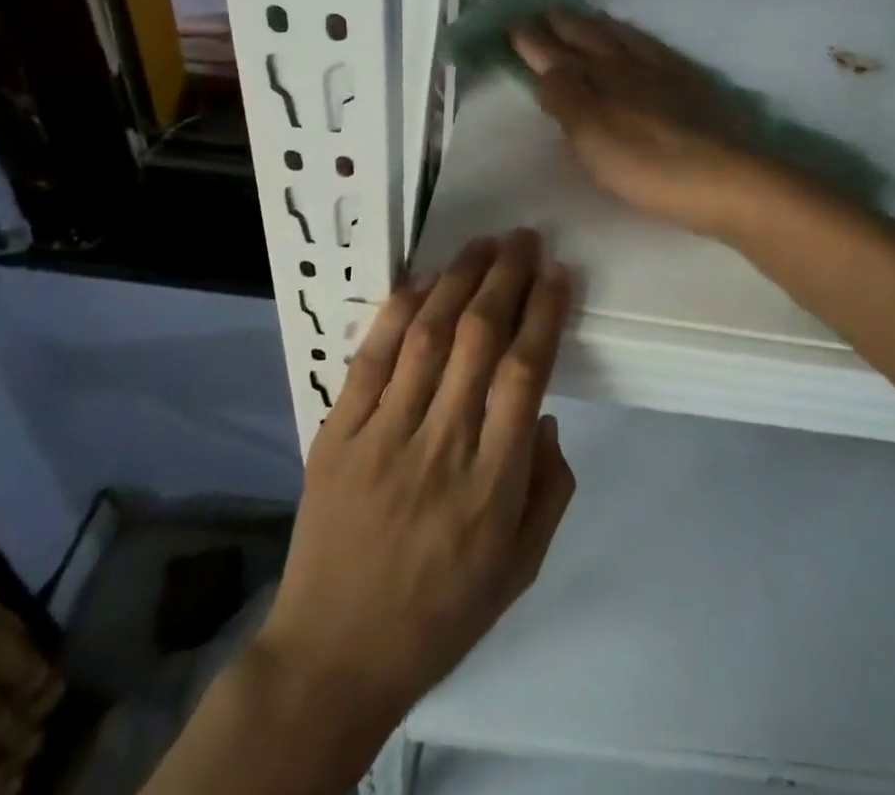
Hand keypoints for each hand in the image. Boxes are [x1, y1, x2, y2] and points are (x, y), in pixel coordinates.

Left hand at [252, 231, 576, 730]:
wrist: (335, 654)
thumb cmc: (441, 613)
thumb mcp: (520, 568)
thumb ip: (549, 488)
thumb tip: (544, 414)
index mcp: (492, 486)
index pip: (524, 374)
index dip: (544, 313)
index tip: (558, 273)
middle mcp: (441, 448)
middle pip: (479, 339)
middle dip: (506, 277)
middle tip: (525, 239)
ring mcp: (383, 437)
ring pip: (427, 336)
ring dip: (458, 279)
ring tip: (483, 243)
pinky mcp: (337, 434)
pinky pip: (370, 360)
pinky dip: (398, 313)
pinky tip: (423, 281)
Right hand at [510, 8, 781, 239]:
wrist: (726, 179)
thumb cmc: (649, 167)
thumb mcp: (593, 139)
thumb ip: (566, 101)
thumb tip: (545, 70)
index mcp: (599, 81)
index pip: (557, 56)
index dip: (534, 41)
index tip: (513, 23)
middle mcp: (627, 68)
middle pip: (589, 40)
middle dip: (563, 25)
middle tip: (544, 9)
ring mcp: (663, 73)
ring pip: (622, 39)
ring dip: (597, 26)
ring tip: (584, 16)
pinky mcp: (692, 84)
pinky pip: (654, 48)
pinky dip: (635, 38)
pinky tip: (637, 40)